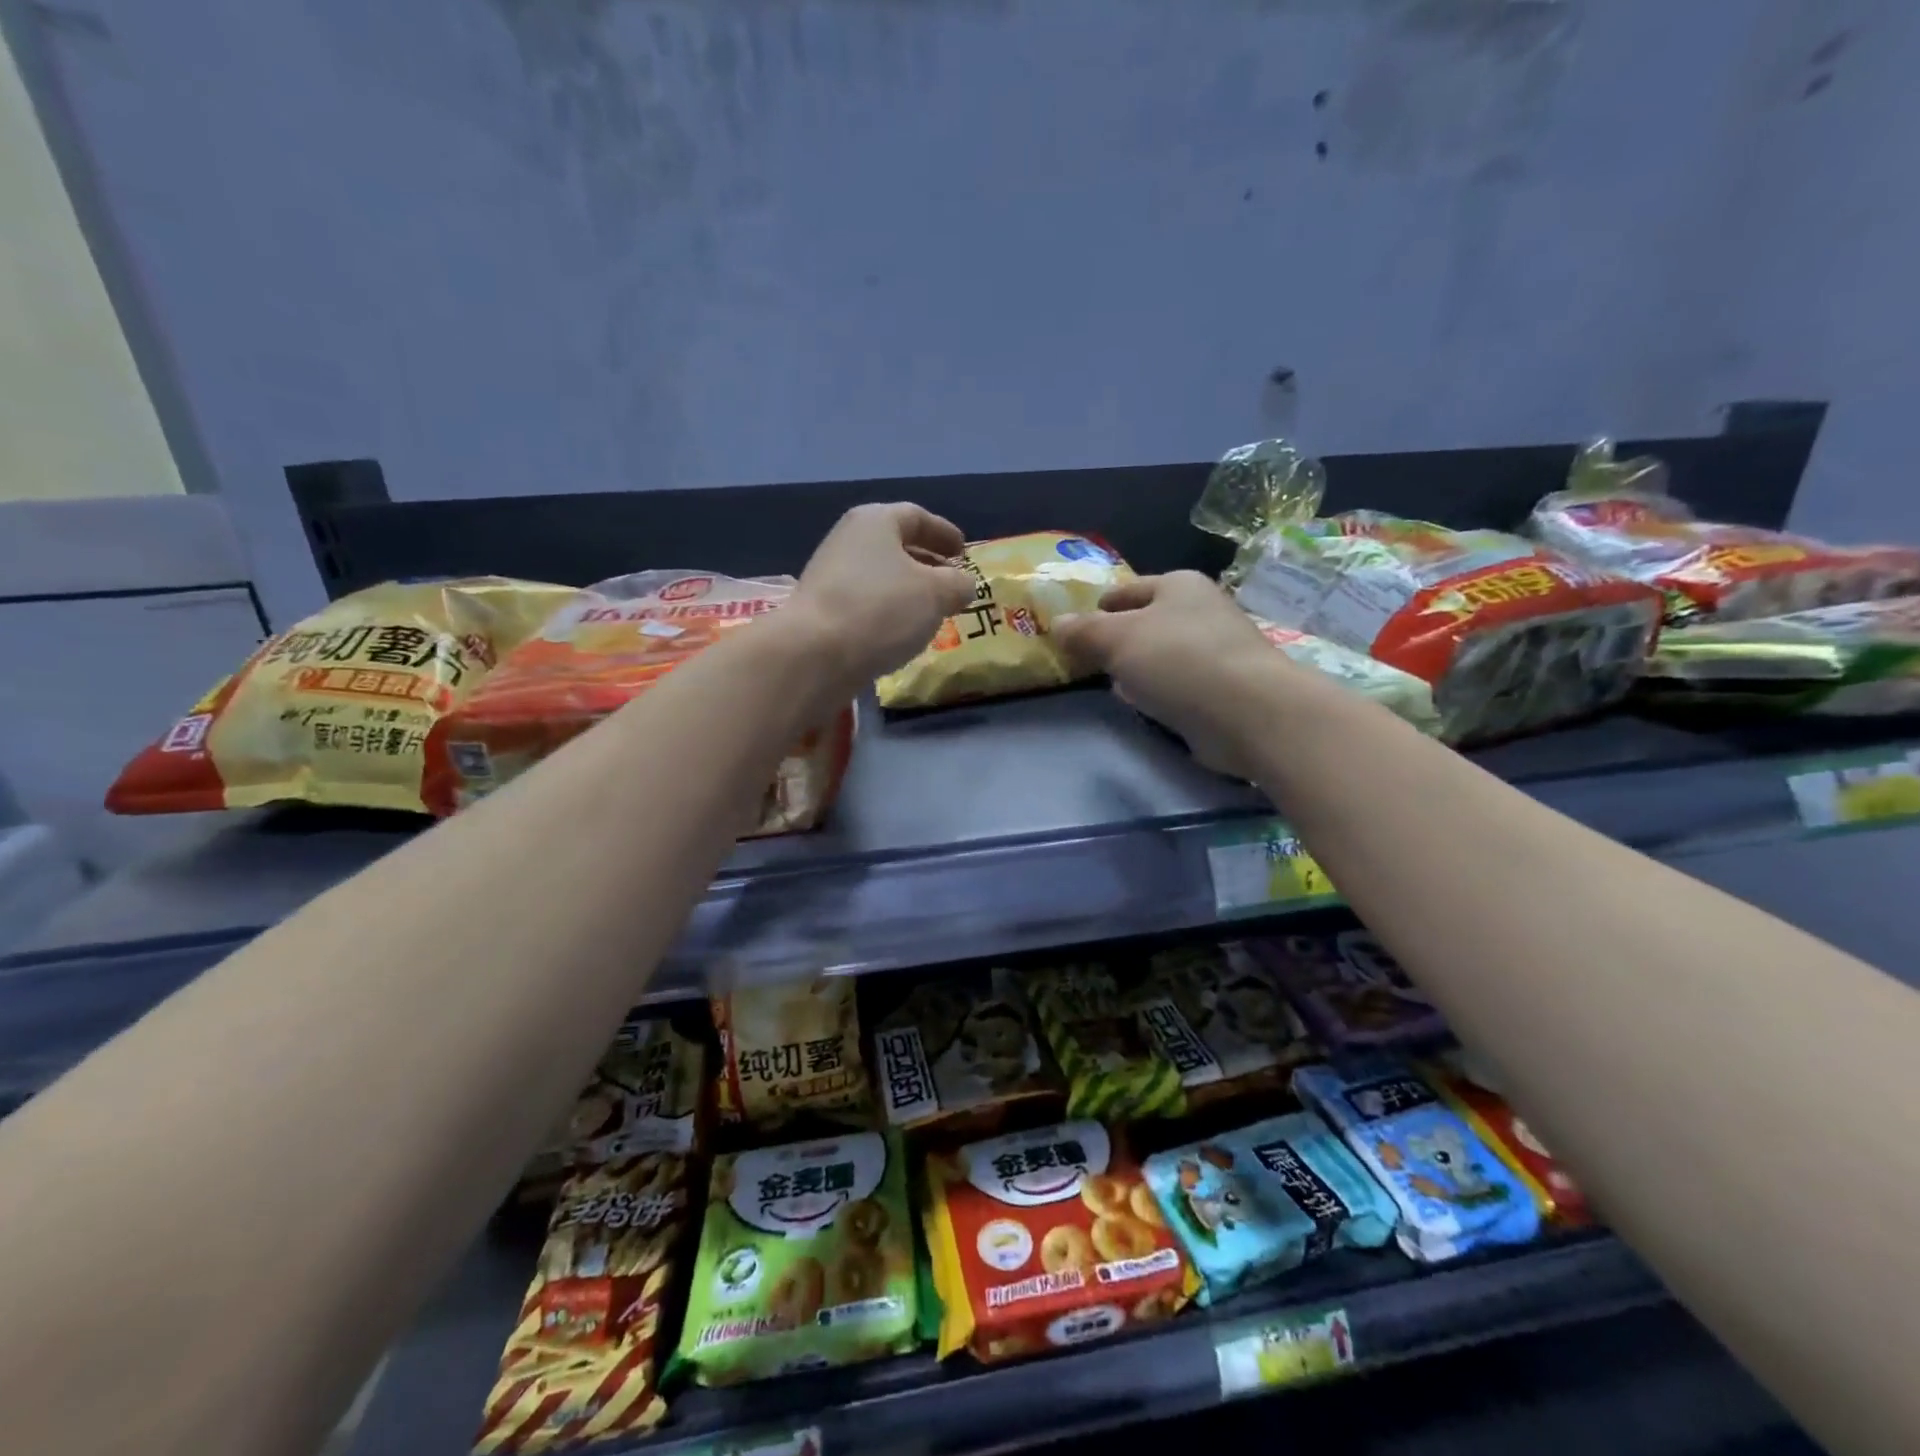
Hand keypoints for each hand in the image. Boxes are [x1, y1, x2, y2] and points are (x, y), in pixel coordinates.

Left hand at [787, 502, 976, 690]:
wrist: (815, 654)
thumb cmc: (882, 609)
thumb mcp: (936, 594)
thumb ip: (958, 584)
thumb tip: (963, 585)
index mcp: (875, 521)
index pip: (917, 516)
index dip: (944, 533)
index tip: (964, 552)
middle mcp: (849, 540)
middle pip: (896, 546)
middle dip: (927, 564)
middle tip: (952, 584)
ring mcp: (831, 576)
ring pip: (881, 577)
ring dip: (908, 591)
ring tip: (932, 612)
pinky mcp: (822, 610)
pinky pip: (866, 603)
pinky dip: (888, 612)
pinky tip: (902, 633)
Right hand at [1053, 571, 1298, 776]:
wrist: (1249, 713)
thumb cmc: (1178, 661)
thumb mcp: (1117, 640)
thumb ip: (1083, 632)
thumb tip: (1056, 624)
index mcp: (1179, 585)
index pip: (1127, 590)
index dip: (1099, 607)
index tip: (1075, 629)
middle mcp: (1202, 610)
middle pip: (1147, 622)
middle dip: (1118, 639)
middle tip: (1087, 659)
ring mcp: (1217, 650)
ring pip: (1163, 654)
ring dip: (1139, 668)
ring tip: (1112, 683)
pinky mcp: (1224, 688)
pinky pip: (1179, 684)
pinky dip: (1160, 691)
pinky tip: (1144, 704)